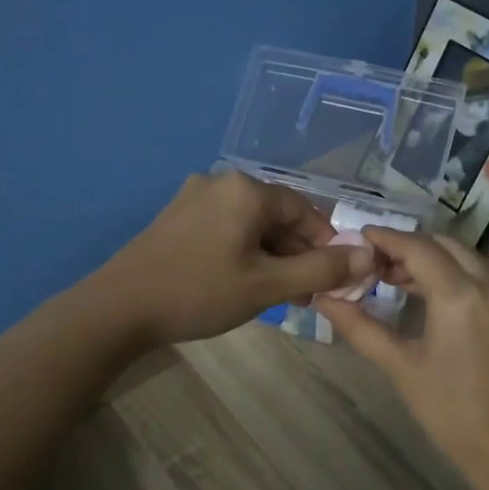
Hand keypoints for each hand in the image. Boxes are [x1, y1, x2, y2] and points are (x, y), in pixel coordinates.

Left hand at [96, 172, 376, 345]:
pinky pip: (224, 228)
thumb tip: (370, 255)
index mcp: (247, 190)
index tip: (331, 279)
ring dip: (270, 255)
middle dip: (296, 253)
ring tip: (275, 294)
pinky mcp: (175, 216)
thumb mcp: (268, 285)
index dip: (324, 244)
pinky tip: (240, 281)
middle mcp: (221, 182)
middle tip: (303, 294)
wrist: (118, 307)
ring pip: (250, 224)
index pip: (304, 210)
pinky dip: (242, 251)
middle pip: (276, 215)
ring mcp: (193, 197)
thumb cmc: (199, 292)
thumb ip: (322, 270)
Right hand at [315, 229, 488, 484]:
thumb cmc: (453, 413)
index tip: (358, 238)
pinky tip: (431, 296)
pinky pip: (483, 275)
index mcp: (462, 296)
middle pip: (444, 245)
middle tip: (374, 265)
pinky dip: (454, 274)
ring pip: (466, 257)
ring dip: (432, 259)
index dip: (386, 239)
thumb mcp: (401, 367)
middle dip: (408, 247)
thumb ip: (360, 327)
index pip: (418, 248)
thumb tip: (324, 299)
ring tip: (396, 281)